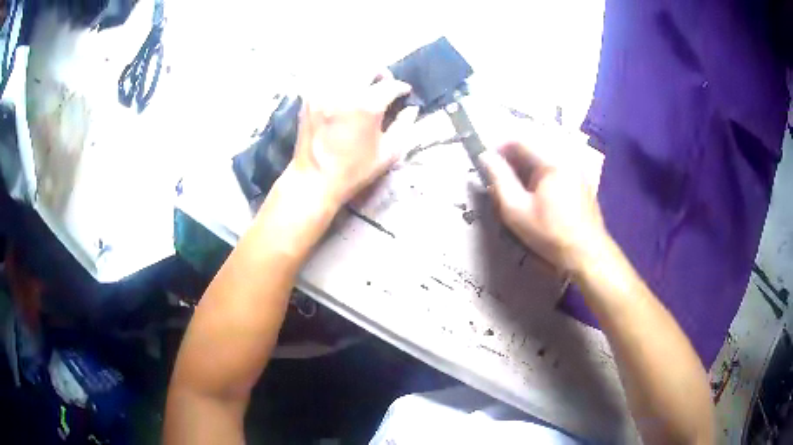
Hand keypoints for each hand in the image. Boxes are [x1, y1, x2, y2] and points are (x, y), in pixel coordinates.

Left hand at [287, 75, 417, 208]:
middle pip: (368, 66)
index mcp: (366, 106)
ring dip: (360, 72)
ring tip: (364, 85)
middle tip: (385, 84)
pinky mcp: (310, 97)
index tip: (405, 93)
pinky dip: (340, 78)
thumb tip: (411, 109)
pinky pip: (328, 77)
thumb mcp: (388, 154)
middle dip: (381, 73)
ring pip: (346, 67)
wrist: (313, 180)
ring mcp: (324, 92)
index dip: (401, 88)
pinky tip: (344, 90)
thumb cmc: (353, 171)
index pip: (390, 85)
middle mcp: (344, 92)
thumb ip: (404, 127)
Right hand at [479, 138, 606, 271]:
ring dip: (527, 163)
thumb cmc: (550, 233)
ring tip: (516, 184)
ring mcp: (576, 166)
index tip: (488, 163)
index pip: (520, 139)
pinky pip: (556, 163)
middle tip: (500, 175)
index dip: (499, 147)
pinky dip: (541, 170)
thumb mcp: (516, 210)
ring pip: (544, 153)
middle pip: (533, 143)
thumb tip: (485, 157)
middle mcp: (567, 156)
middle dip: (513, 155)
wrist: (586, 253)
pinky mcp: (581, 177)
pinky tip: (536, 190)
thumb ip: (499, 179)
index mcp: (552, 160)